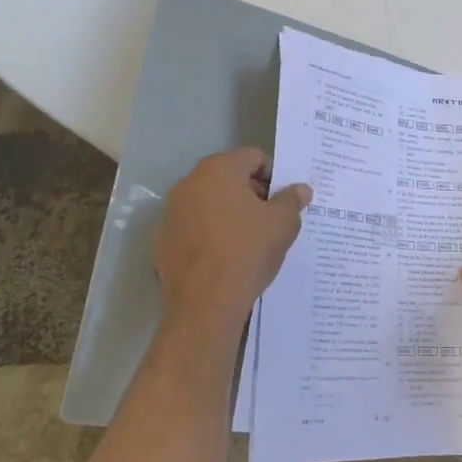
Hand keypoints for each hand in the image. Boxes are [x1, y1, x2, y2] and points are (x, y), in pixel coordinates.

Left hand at [154, 148, 310, 332]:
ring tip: (247, 241)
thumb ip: (292, 200)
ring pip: (208, 203)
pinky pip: (192, 228)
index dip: (273, 176)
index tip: (282, 201)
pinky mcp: (162, 241)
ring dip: (228, 214)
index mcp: (218, 170)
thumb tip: (300, 189)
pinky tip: (223, 258)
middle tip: (269, 220)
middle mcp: (189, 183)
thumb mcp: (283, 224)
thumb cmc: (248, 251)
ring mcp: (170, 212)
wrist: (205, 304)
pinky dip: (208, 235)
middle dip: (250, 193)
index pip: (253, 157)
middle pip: (228, 177)